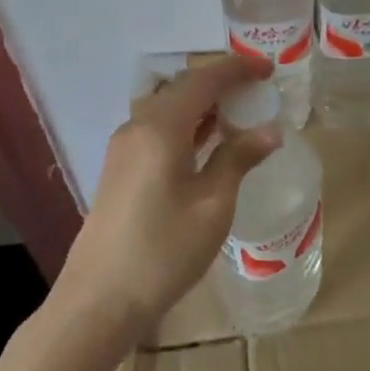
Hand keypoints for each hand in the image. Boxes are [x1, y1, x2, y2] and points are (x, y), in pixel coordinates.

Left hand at [56, 56, 281, 341]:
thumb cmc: (163, 252)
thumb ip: (238, 159)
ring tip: (240, 112)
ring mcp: (125, 147)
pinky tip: (209, 142)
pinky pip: (159, 128)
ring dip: (204, 104)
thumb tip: (270, 130)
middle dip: (221, 83)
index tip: (268, 69)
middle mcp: (138, 126)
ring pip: (169, 108)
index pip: (202, 80)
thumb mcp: (212, 205)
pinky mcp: (120, 168)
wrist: (98, 301)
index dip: (236, 69)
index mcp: (160, 127)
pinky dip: (188, 124)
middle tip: (258, 89)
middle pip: (183, 88)